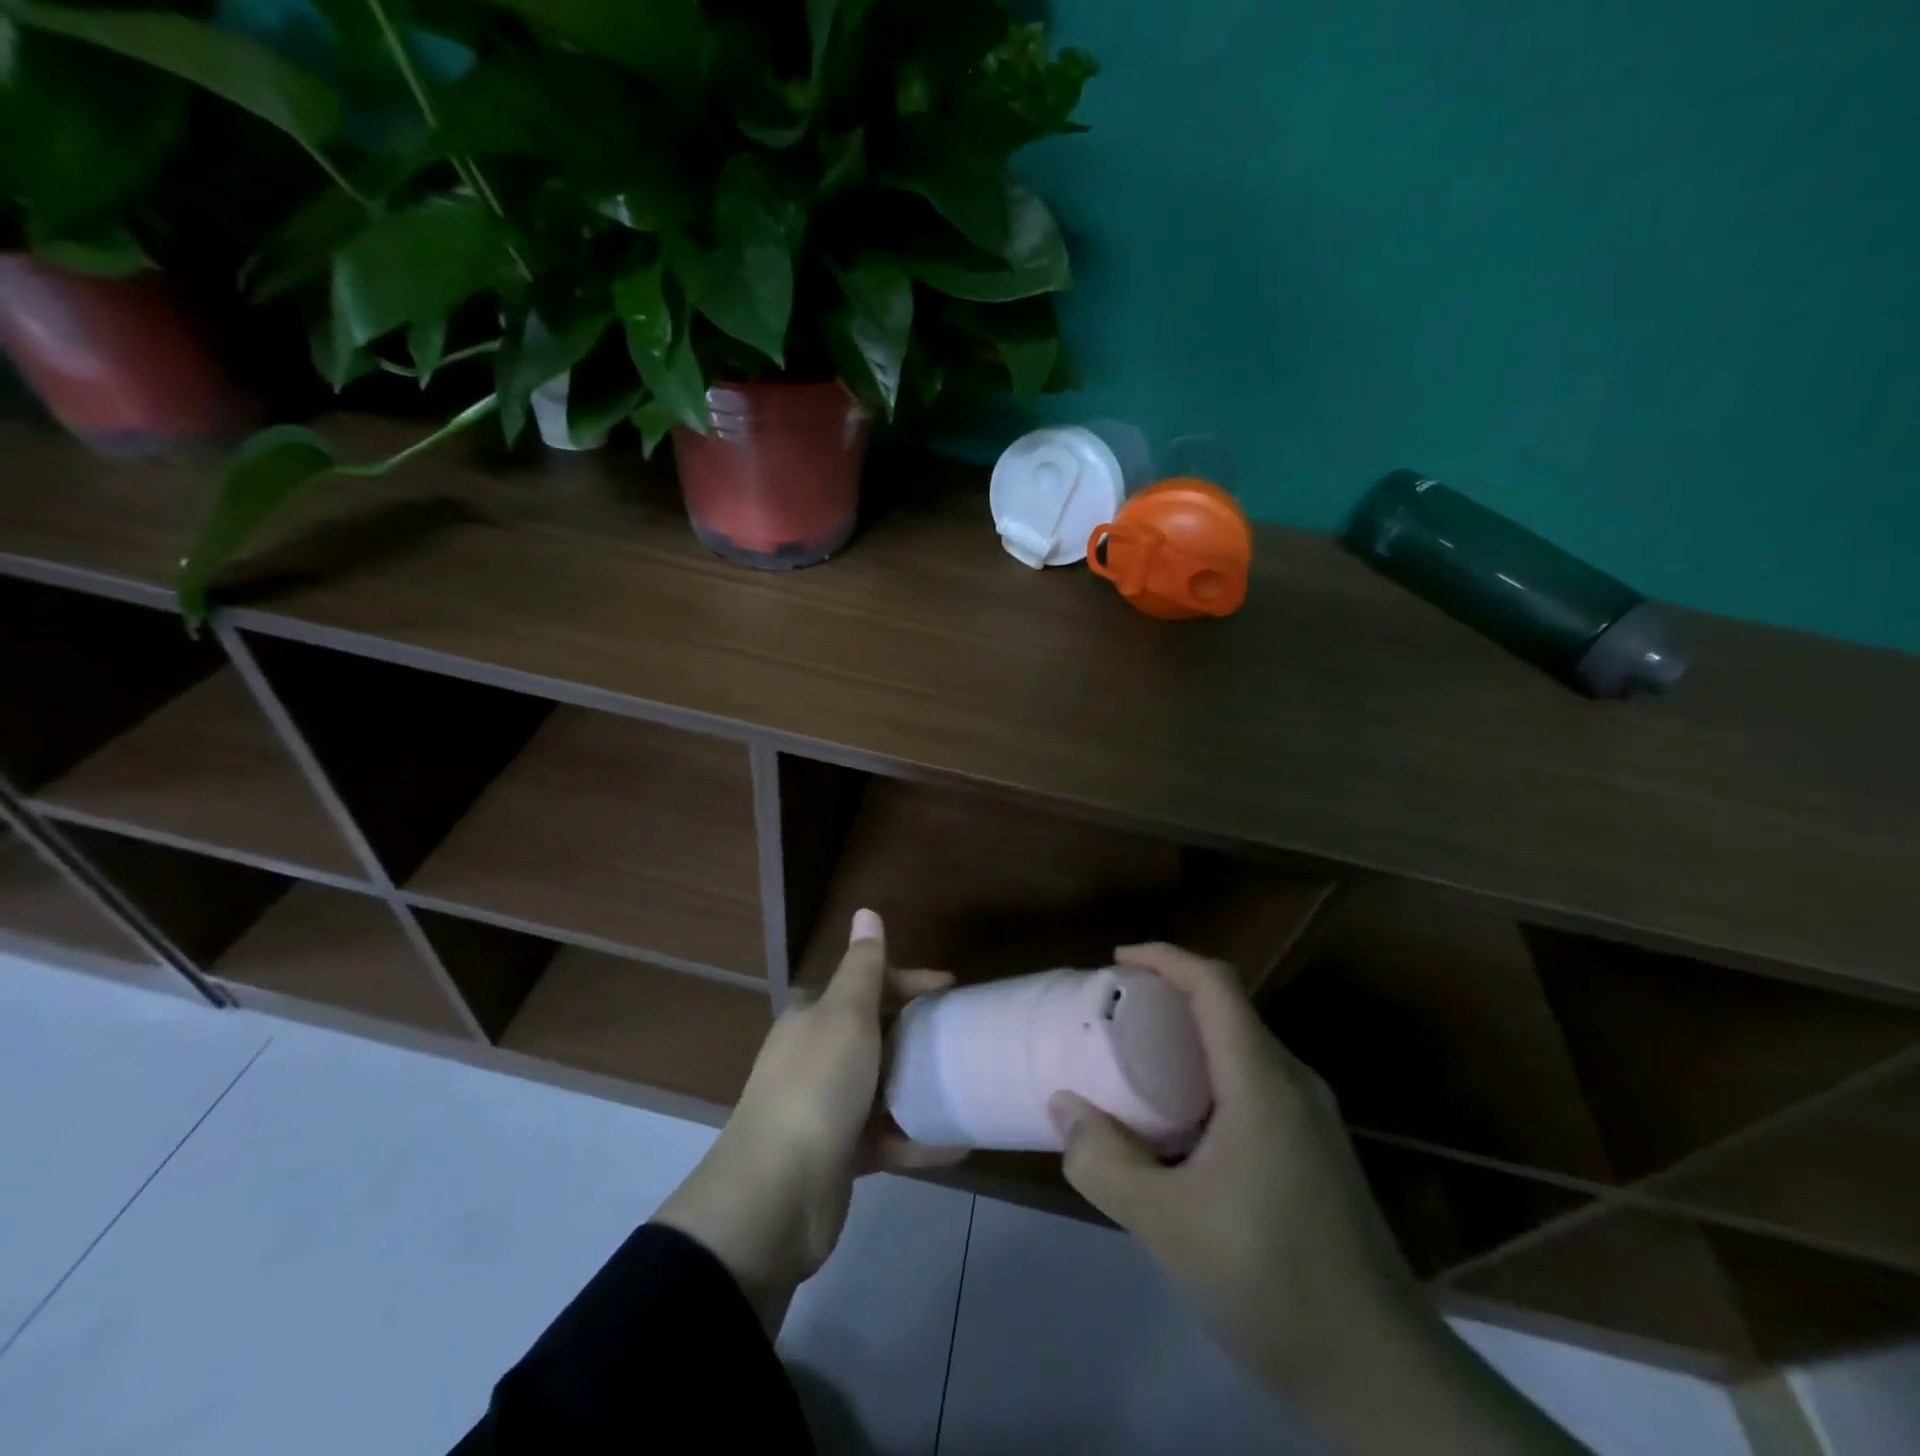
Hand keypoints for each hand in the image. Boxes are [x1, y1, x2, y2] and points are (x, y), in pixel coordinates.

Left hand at [654, 909, 960, 1330]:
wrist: (775, 1194)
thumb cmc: (817, 1086)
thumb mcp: (845, 1015)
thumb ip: (863, 967)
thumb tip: (865, 910)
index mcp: (814, 1018)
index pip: (866, 984)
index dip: (909, 981)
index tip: (951, 989)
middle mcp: (817, 1056)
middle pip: (876, 1033)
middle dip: (918, 1032)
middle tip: (964, 1035)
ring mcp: (828, 1107)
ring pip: (882, 1085)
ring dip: (920, 1085)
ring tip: (966, 1082)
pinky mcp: (841, 1155)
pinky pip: (888, 1138)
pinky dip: (919, 1139)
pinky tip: (959, 1143)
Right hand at [1048, 943, 1419, 1391]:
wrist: (1385, 1378)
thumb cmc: (1272, 1283)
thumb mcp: (1168, 1226)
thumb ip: (1106, 1163)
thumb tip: (1063, 1109)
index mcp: (1263, 1082)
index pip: (1215, 984)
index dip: (1165, 957)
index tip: (1116, 962)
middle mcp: (1294, 1084)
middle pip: (1229, 1008)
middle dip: (1169, 994)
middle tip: (1114, 1012)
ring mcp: (1311, 1119)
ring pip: (1242, 1047)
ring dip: (1188, 1036)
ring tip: (1135, 1059)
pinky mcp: (1314, 1151)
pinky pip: (1253, 1082)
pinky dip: (1207, 1073)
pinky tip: (1179, 1120)